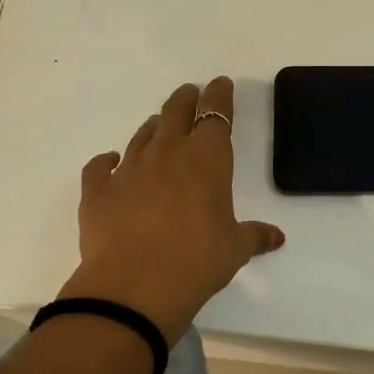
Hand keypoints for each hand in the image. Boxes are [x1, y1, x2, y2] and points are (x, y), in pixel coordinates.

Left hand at [58, 77, 283, 343]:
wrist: (133, 288)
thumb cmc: (196, 262)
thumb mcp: (234, 250)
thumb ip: (254, 236)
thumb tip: (277, 237)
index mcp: (206, 160)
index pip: (215, 116)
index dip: (219, 97)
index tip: (221, 85)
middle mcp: (167, 154)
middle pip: (176, 113)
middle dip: (186, 100)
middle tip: (190, 94)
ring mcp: (128, 170)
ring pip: (142, 135)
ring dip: (154, 127)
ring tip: (159, 126)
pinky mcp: (97, 191)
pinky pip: (99, 166)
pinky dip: (106, 161)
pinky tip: (110, 162)